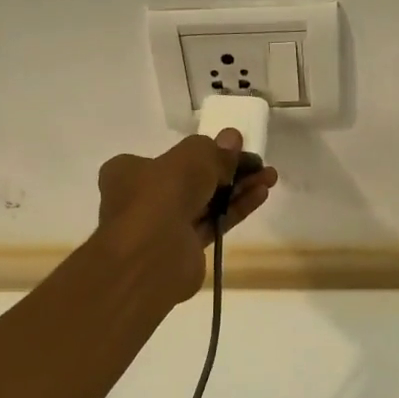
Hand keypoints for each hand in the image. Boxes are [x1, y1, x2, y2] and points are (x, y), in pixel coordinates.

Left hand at [95, 130, 277, 304]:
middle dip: (227, 170)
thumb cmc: (161, 196)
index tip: (234, 149)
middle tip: (258, 163)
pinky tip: (260, 195)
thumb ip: (214, 150)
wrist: (150, 258)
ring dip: (237, 188)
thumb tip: (232, 138)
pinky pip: (213, 222)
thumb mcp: (191, 159)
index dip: (204, 152)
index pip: (170, 157)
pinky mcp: (184, 250)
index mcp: (129, 172)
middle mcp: (142, 198)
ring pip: (205, 201)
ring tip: (269, 177)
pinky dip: (235, 209)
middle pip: (192, 179)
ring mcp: (163, 226)